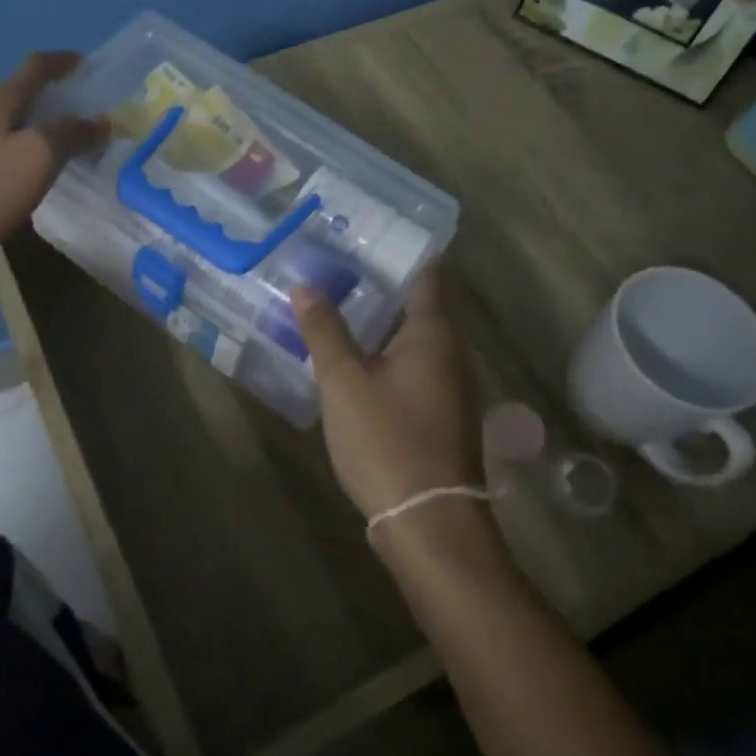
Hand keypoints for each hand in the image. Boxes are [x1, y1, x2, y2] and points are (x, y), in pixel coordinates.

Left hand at [0, 51, 107, 268]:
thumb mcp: (39, 158)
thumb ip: (71, 134)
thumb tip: (100, 119)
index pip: (35, 67)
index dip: (62, 61)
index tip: (86, 64)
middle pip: (17, 94)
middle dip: (49, 98)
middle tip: (78, 113)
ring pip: (3, 123)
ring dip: (31, 126)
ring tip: (55, 146)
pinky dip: (14, 150)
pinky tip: (20, 174)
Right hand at [291, 268, 481, 519]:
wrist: (429, 523)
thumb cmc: (387, 441)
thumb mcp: (345, 382)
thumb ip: (325, 331)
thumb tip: (305, 285)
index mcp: (434, 334)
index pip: (427, 273)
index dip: (401, 249)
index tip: (367, 232)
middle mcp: (450, 352)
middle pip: (419, 303)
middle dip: (381, 283)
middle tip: (336, 262)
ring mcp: (449, 385)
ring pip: (413, 337)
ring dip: (380, 319)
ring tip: (336, 301)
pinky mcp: (440, 412)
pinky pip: (412, 365)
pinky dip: (385, 351)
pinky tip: (353, 355)